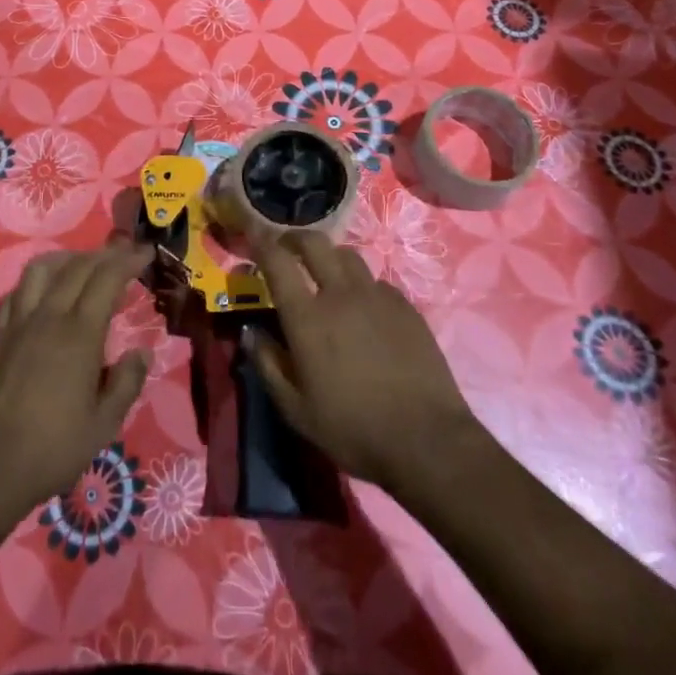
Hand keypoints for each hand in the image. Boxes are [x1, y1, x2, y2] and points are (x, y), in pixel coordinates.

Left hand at [0, 243, 152, 539]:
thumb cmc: (51, 451)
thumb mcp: (103, 426)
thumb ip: (127, 383)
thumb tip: (142, 352)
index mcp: (79, 334)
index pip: (107, 278)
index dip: (129, 260)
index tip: (146, 253)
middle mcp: (48, 317)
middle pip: (77, 266)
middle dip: (105, 254)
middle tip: (124, 255)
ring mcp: (16, 323)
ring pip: (41, 269)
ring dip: (68, 258)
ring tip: (84, 265)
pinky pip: (16, 292)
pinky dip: (37, 282)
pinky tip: (43, 295)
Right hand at [244, 227, 480, 498]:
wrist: (426, 439)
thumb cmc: (353, 429)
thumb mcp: (296, 410)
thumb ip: (268, 364)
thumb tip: (249, 331)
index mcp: (307, 317)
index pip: (277, 261)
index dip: (260, 242)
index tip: (252, 235)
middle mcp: (340, 294)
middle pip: (314, 243)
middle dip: (295, 238)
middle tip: (286, 248)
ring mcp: (376, 295)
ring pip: (347, 255)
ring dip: (329, 257)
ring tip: (325, 274)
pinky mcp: (405, 305)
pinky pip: (375, 281)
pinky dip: (360, 284)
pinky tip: (363, 307)